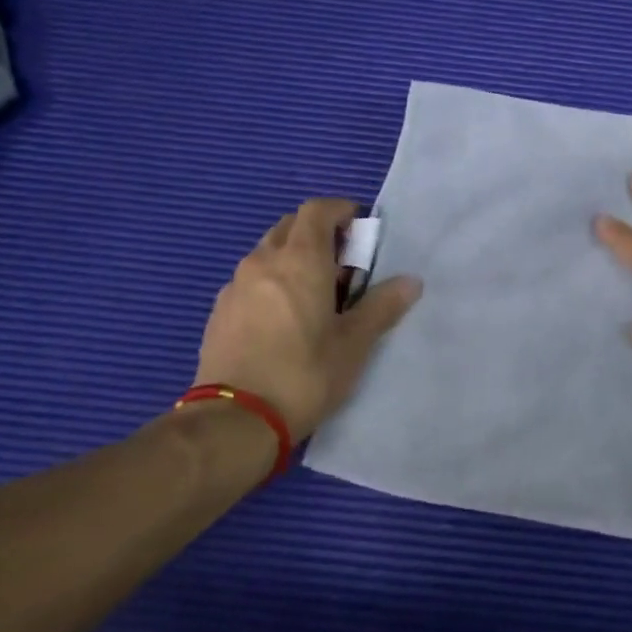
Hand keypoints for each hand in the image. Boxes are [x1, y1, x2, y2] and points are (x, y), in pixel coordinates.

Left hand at [195, 198, 420, 441]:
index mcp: (300, 260)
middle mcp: (263, 261)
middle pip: (290, 227)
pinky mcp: (219, 311)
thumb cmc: (304, 374)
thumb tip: (411, 282)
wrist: (235, 420)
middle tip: (343, 265)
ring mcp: (235, 286)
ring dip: (293, 258)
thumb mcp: (354, 344)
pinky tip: (284, 318)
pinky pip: (251, 280)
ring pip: (268, 253)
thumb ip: (382, 306)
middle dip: (319, 234)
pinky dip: (272, 282)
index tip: (360, 227)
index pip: (317, 210)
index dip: (341, 211)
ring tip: (315, 294)